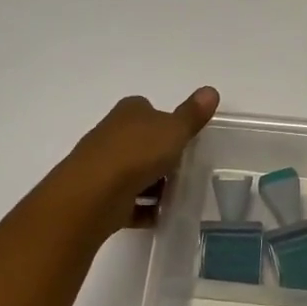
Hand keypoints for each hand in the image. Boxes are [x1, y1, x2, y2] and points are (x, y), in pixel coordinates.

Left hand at [61, 88, 220, 235]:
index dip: (167, 123)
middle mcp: (112, 134)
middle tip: (186, 170)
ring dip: (154, 184)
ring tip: (178, 196)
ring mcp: (104, 165)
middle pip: (142, 142)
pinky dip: (144, 208)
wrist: (95, 193)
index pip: (150, 110)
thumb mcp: (175, 130)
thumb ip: (192, 114)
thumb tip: (211, 90)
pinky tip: (162, 216)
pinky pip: (129, 201)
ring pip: (135, 172)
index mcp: (129, 112)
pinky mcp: (101, 194)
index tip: (185, 139)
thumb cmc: (138, 153)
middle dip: (162, 156)